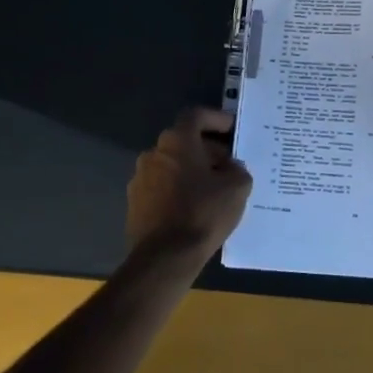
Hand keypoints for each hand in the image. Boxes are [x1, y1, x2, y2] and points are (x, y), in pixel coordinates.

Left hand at [126, 108, 253, 258]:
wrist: (165, 257)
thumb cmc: (203, 213)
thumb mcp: (237, 187)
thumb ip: (237, 169)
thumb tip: (229, 168)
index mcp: (176, 141)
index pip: (196, 116)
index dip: (216, 119)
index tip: (232, 129)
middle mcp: (153, 153)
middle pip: (183, 141)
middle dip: (207, 149)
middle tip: (228, 165)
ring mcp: (139, 178)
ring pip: (171, 164)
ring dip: (191, 170)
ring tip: (213, 189)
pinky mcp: (134, 203)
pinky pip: (161, 186)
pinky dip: (177, 189)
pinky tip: (194, 207)